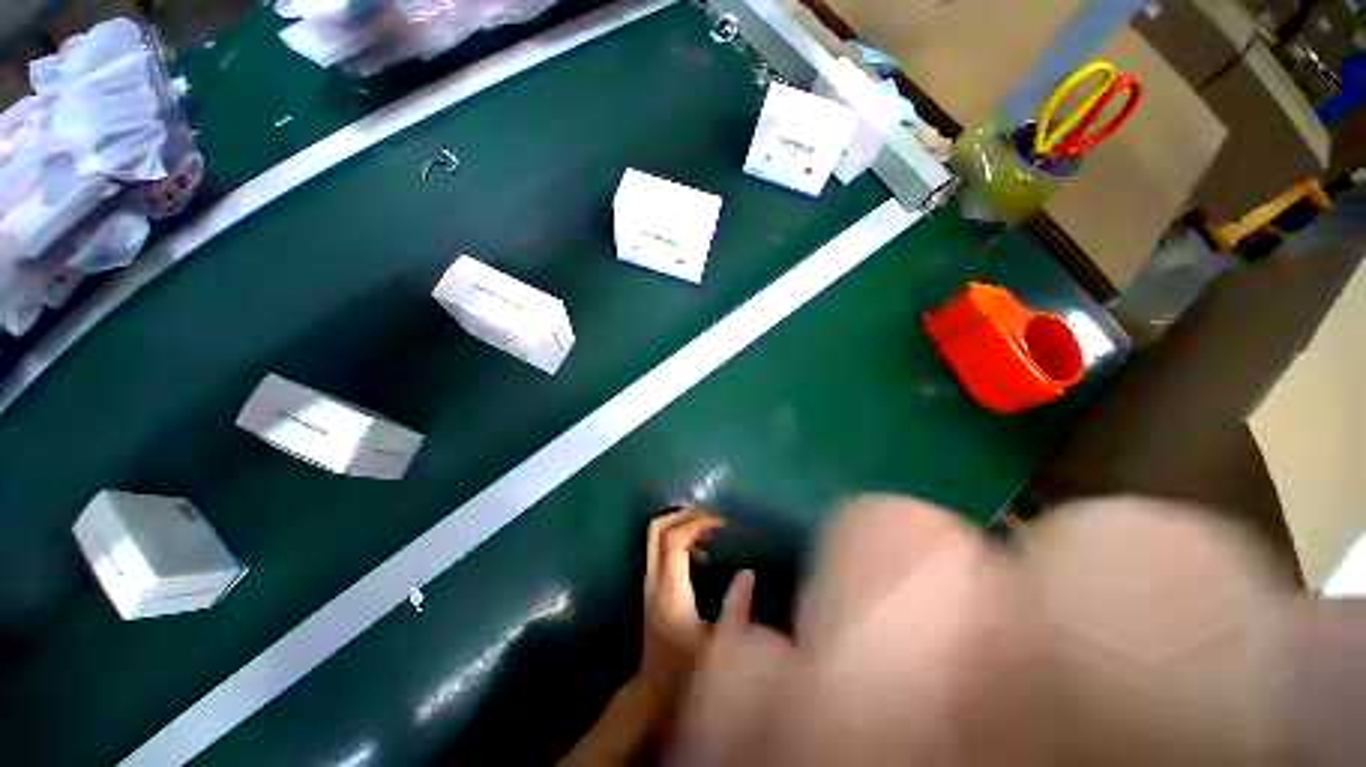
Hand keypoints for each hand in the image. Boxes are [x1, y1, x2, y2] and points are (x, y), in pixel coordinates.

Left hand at [640, 508, 724, 687]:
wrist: (651, 696)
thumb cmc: (686, 673)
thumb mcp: (718, 646)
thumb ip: (735, 609)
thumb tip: (748, 573)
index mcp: (670, 590)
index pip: (675, 539)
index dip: (697, 523)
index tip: (722, 523)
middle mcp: (653, 579)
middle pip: (657, 528)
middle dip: (683, 514)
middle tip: (711, 515)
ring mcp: (648, 581)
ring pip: (656, 536)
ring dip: (680, 524)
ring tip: (709, 528)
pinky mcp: (651, 587)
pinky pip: (660, 548)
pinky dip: (678, 538)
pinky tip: (701, 554)